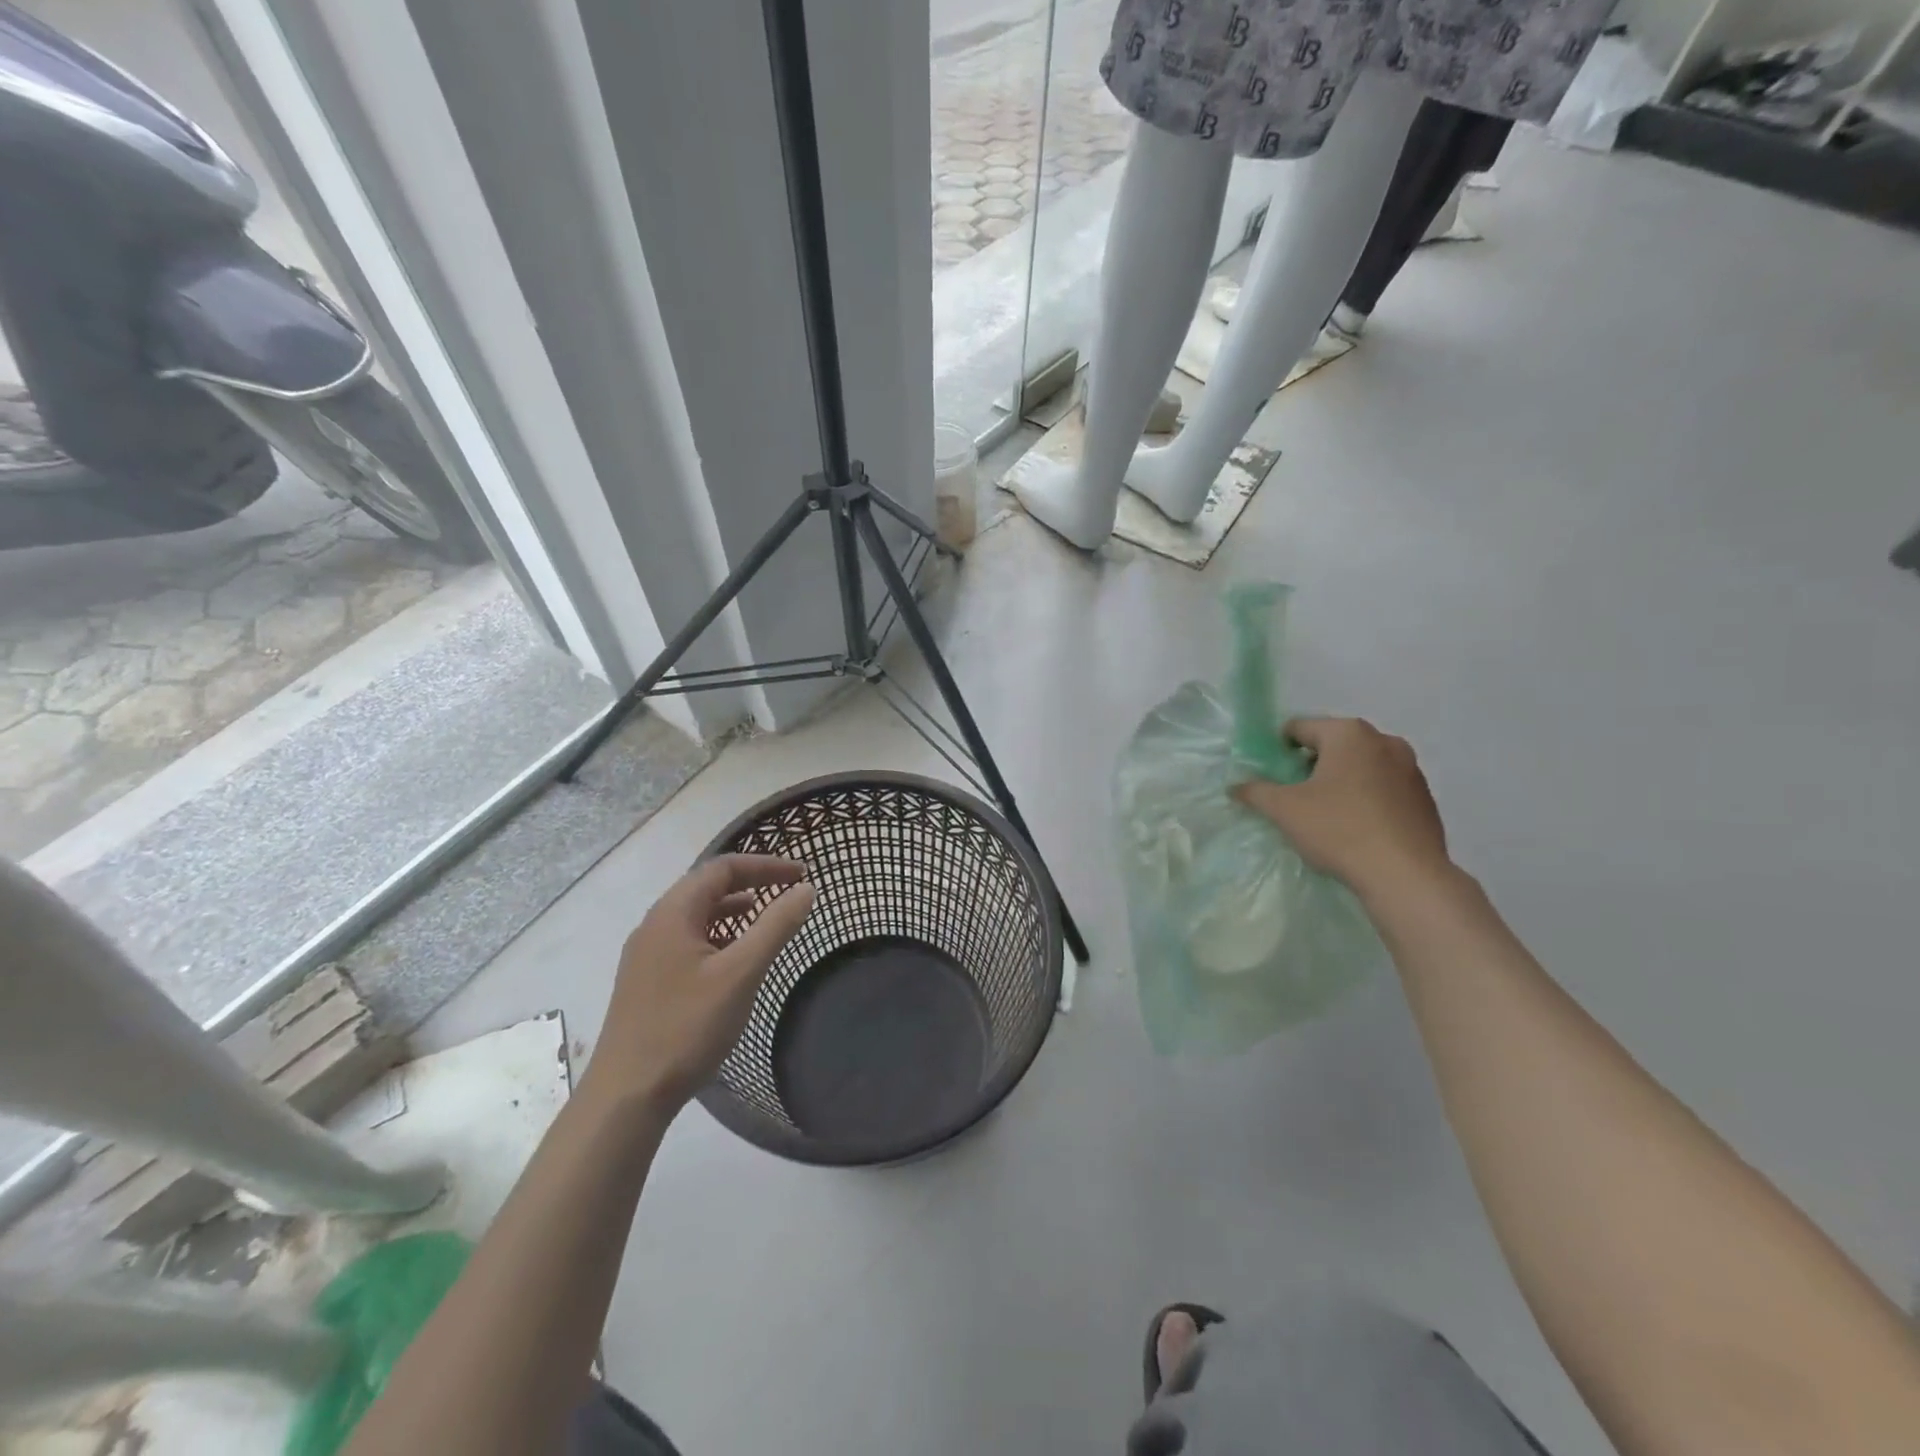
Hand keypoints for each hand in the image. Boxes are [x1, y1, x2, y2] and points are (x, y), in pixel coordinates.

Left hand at [582, 854, 815, 1113]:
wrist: (627, 1095)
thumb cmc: (687, 1027)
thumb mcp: (741, 973)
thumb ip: (776, 926)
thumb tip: (806, 890)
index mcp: (673, 913)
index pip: (723, 868)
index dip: (766, 865)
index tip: (802, 875)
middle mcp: (654, 924)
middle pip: (707, 887)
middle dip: (751, 883)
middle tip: (789, 892)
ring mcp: (646, 954)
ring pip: (697, 915)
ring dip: (734, 910)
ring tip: (768, 921)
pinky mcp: (646, 981)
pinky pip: (688, 940)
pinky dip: (719, 936)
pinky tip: (735, 960)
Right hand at [1233, 717, 1450, 901]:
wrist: (1405, 875)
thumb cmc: (1339, 829)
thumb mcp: (1284, 810)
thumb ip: (1255, 792)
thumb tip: (1235, 787)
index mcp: (1349, 734)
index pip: (1299, 728)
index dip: (1278, 749)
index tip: (1270, 776)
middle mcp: (1384, 741)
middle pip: (1333, 745)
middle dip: (1311, 765)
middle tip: (1294, 795)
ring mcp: (1411, 769)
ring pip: (1361, 766)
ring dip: (1341, 781)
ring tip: (1325, 813)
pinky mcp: (1425, 798)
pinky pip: (1385, 788)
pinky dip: (1367, 799)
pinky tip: (1357, 828)